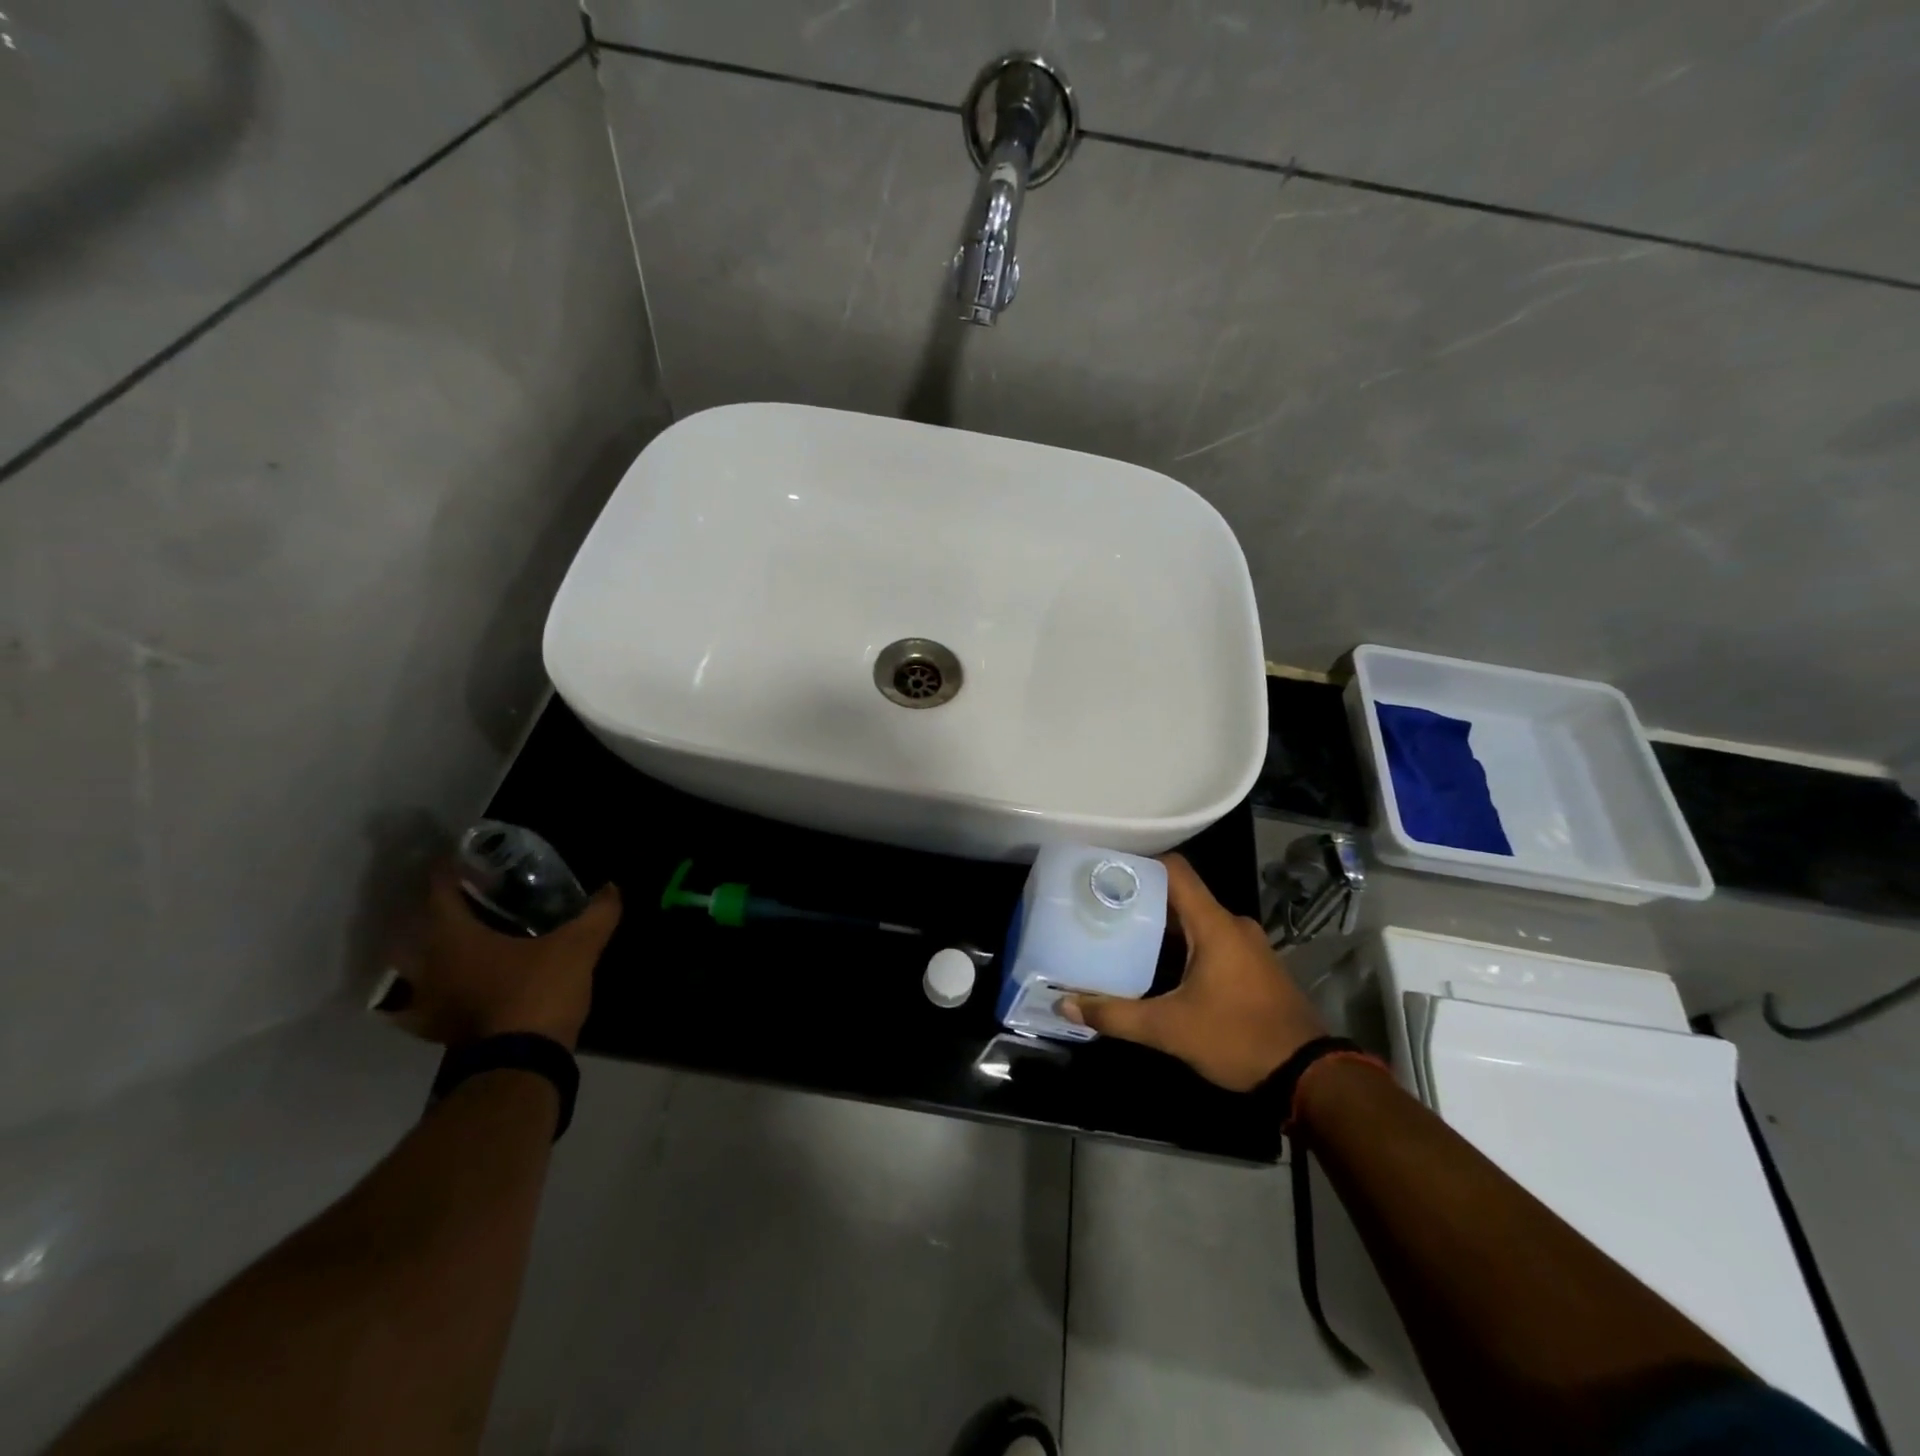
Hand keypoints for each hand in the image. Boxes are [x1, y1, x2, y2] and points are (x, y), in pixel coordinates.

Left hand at [386, 862, 622, 1051]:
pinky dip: (433, 994)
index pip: (440, 889)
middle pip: (419, 926)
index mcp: (453, 936)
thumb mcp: (578, 946)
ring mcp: (427, 1001)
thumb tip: (612, 887)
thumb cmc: (538, 991)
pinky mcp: (436, 1030)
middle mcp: (428, 965)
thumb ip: (597, 914)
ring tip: (463, 939)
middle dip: (441, 909)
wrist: (520, 1065)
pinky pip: (424, 1004)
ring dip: (432, 950)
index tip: (470, 857)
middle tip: (471, 897)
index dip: (452, 868)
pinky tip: (453, 991)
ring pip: (416, 966)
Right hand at [1063, 853, 1325, 1091]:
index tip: (1104, 871)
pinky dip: (1183, 946)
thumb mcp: (1169, 1030)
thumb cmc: (1237, 1038)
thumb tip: (1065, 1003)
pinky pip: (1211, 940)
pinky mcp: (1253, 966)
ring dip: (1162, 927)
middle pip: (1180, 896)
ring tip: (1121, 935)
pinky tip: (1158, 967)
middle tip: (1101, 908)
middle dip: (1141, 900)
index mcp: (1214, 924)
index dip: (1139, 864)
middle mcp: (1232, 924)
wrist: (1309, 1076)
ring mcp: (1247, 945)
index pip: (1174, 870)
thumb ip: (1116, 1014)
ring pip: (1196, 921)